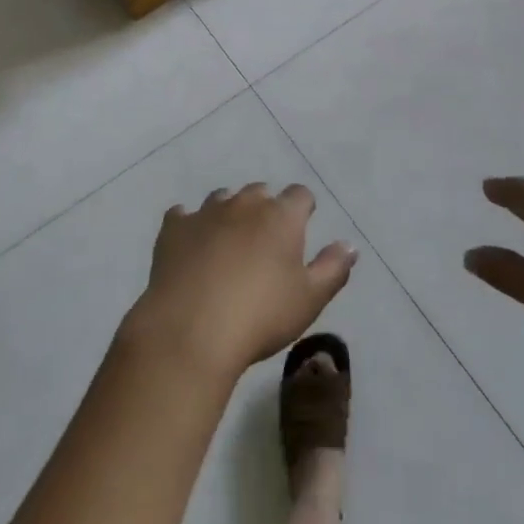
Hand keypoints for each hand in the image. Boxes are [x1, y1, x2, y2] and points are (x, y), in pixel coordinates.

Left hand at [127, 184, 357, 377]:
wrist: (190, 330)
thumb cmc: (260, 316)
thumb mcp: (309, 300)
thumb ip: (333, 268)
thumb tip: (349, 245)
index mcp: (281, 216)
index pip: (300, 195)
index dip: (304, 208)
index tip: (303, 226)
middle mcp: (244, 204)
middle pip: (260, 192)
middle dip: (266, 209)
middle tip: (266, 241)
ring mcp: (206, 213)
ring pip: (223, 199)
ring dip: (229, 213)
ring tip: (229, 242)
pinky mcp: (174, 228)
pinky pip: (183, 215)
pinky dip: (190, 225)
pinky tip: (191, 244)